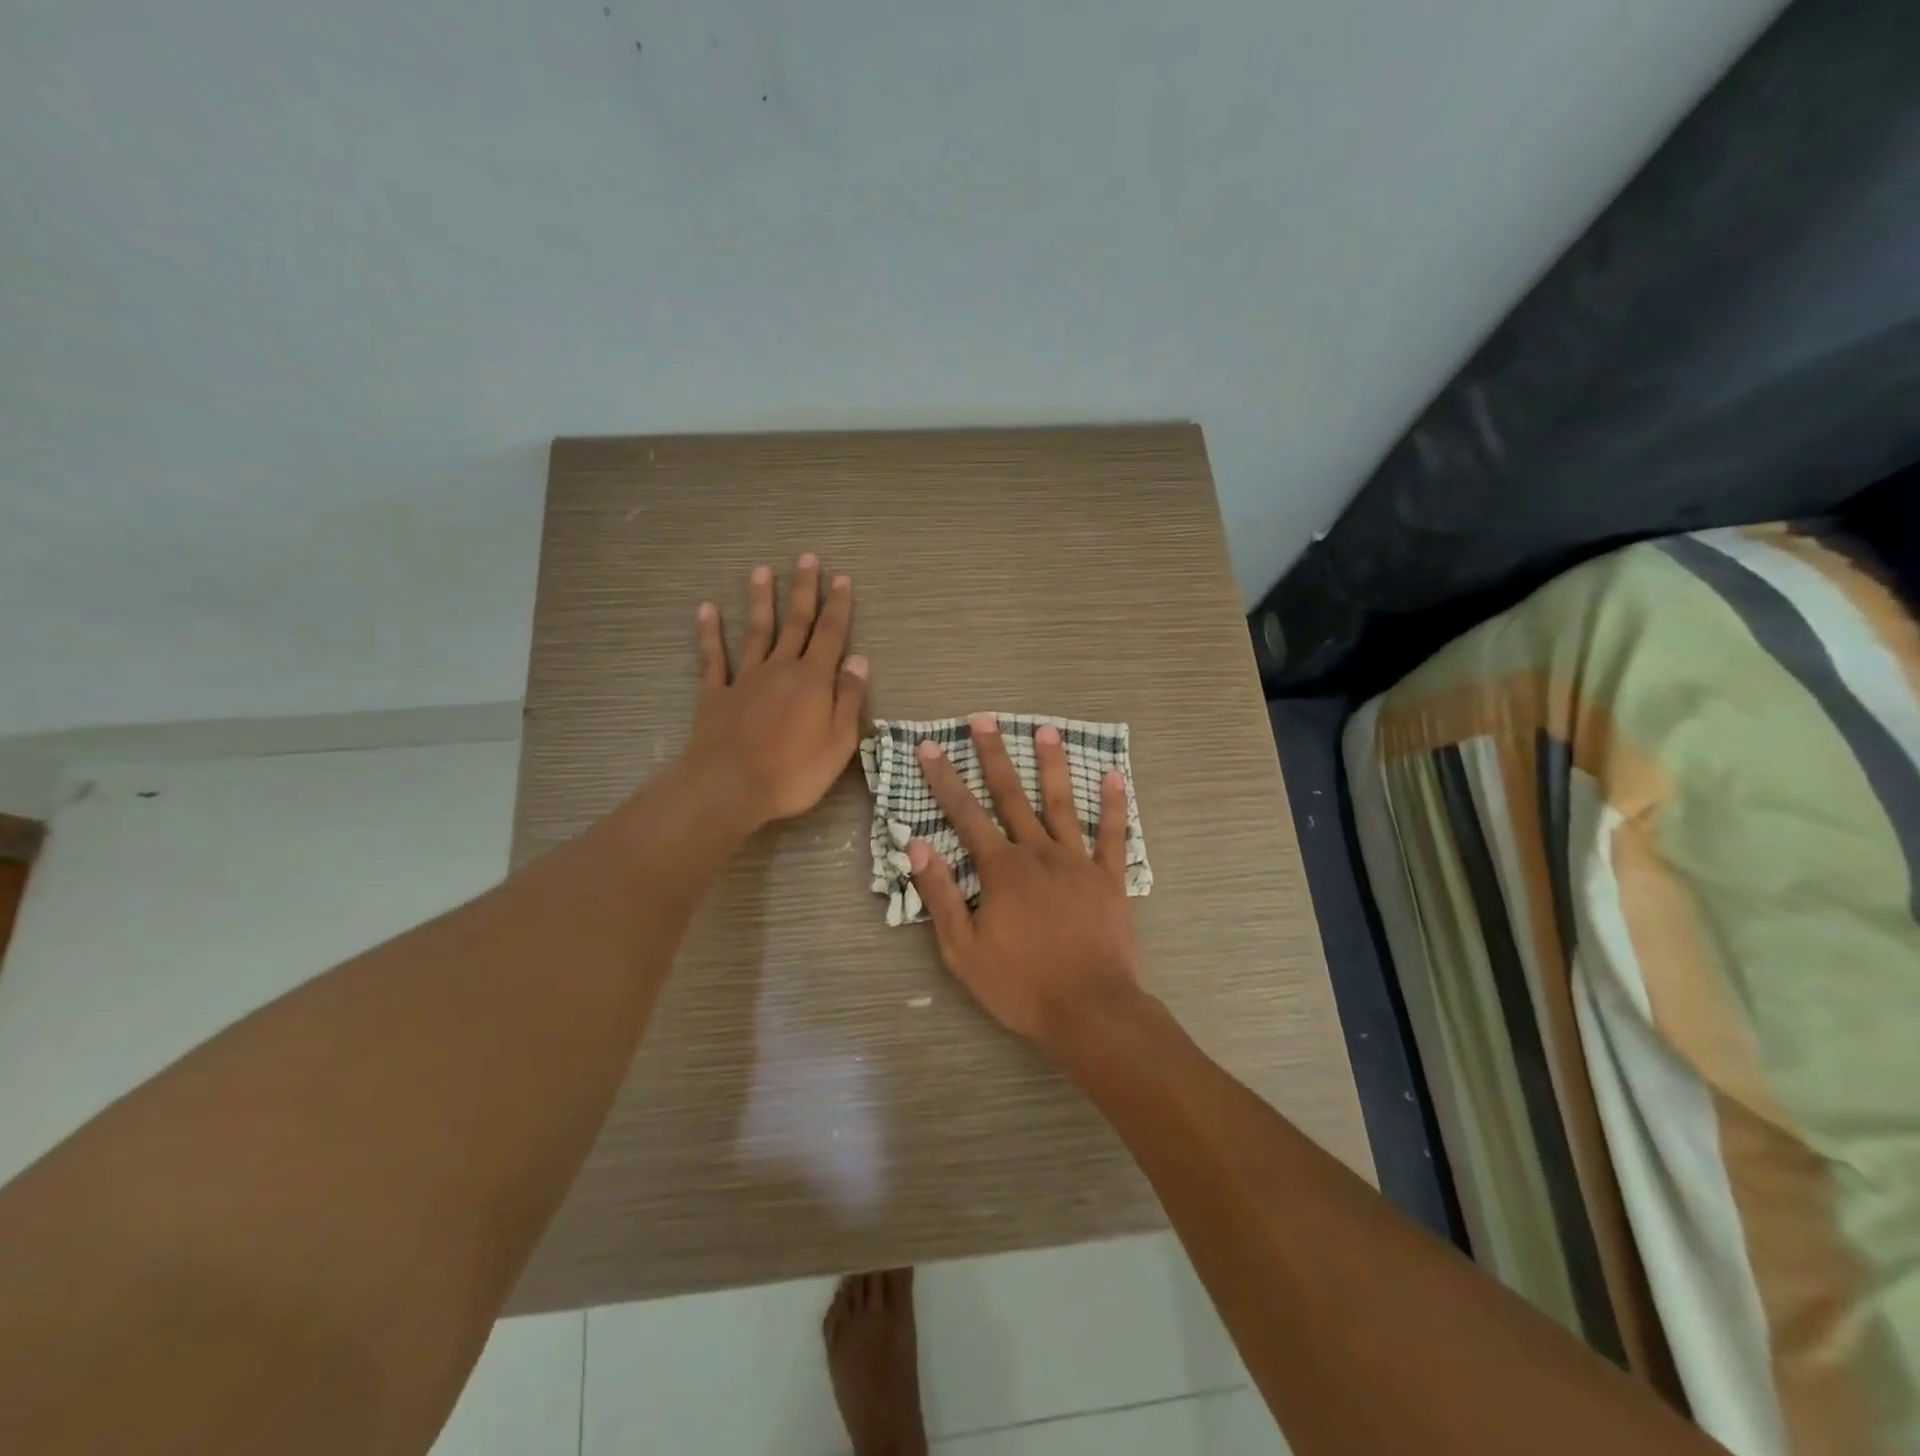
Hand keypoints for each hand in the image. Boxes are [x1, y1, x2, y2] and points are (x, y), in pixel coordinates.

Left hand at [683, 555, 868, 830]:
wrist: (729, 788)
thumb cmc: (793, 772)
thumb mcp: (838, 742)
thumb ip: (849, 698)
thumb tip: (859, 660)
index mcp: (813, 681)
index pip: (830, 635)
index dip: (838, 606)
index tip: (842, 579)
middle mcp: (780, 669)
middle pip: (795, 623)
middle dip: (804, 590)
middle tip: (807, 558)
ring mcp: (744, 679)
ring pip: (755, 631)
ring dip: (760, 600)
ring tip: (761, 570)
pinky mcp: (716, 695)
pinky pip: (712, 658)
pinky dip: (709, 633)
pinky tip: (706, 609)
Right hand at [907, 713, 1143, 1045]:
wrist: (1090, 1010)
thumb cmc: (1020, 985)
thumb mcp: (963, 949)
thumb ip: (941, 894)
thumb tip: (917, 845)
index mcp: (1001, 869)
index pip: (964, 814)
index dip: (943, 779)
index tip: (929, 747)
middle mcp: (1038, 853)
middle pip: (1011, 796)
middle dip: (994, 755)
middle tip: (983, 720)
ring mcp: (1077, 862)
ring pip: (1061, 804)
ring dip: (1052, 765)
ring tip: (1047, 730)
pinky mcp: (1109, 878)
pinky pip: (1113, 835)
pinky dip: (1114, 805)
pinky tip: (1114, 776)